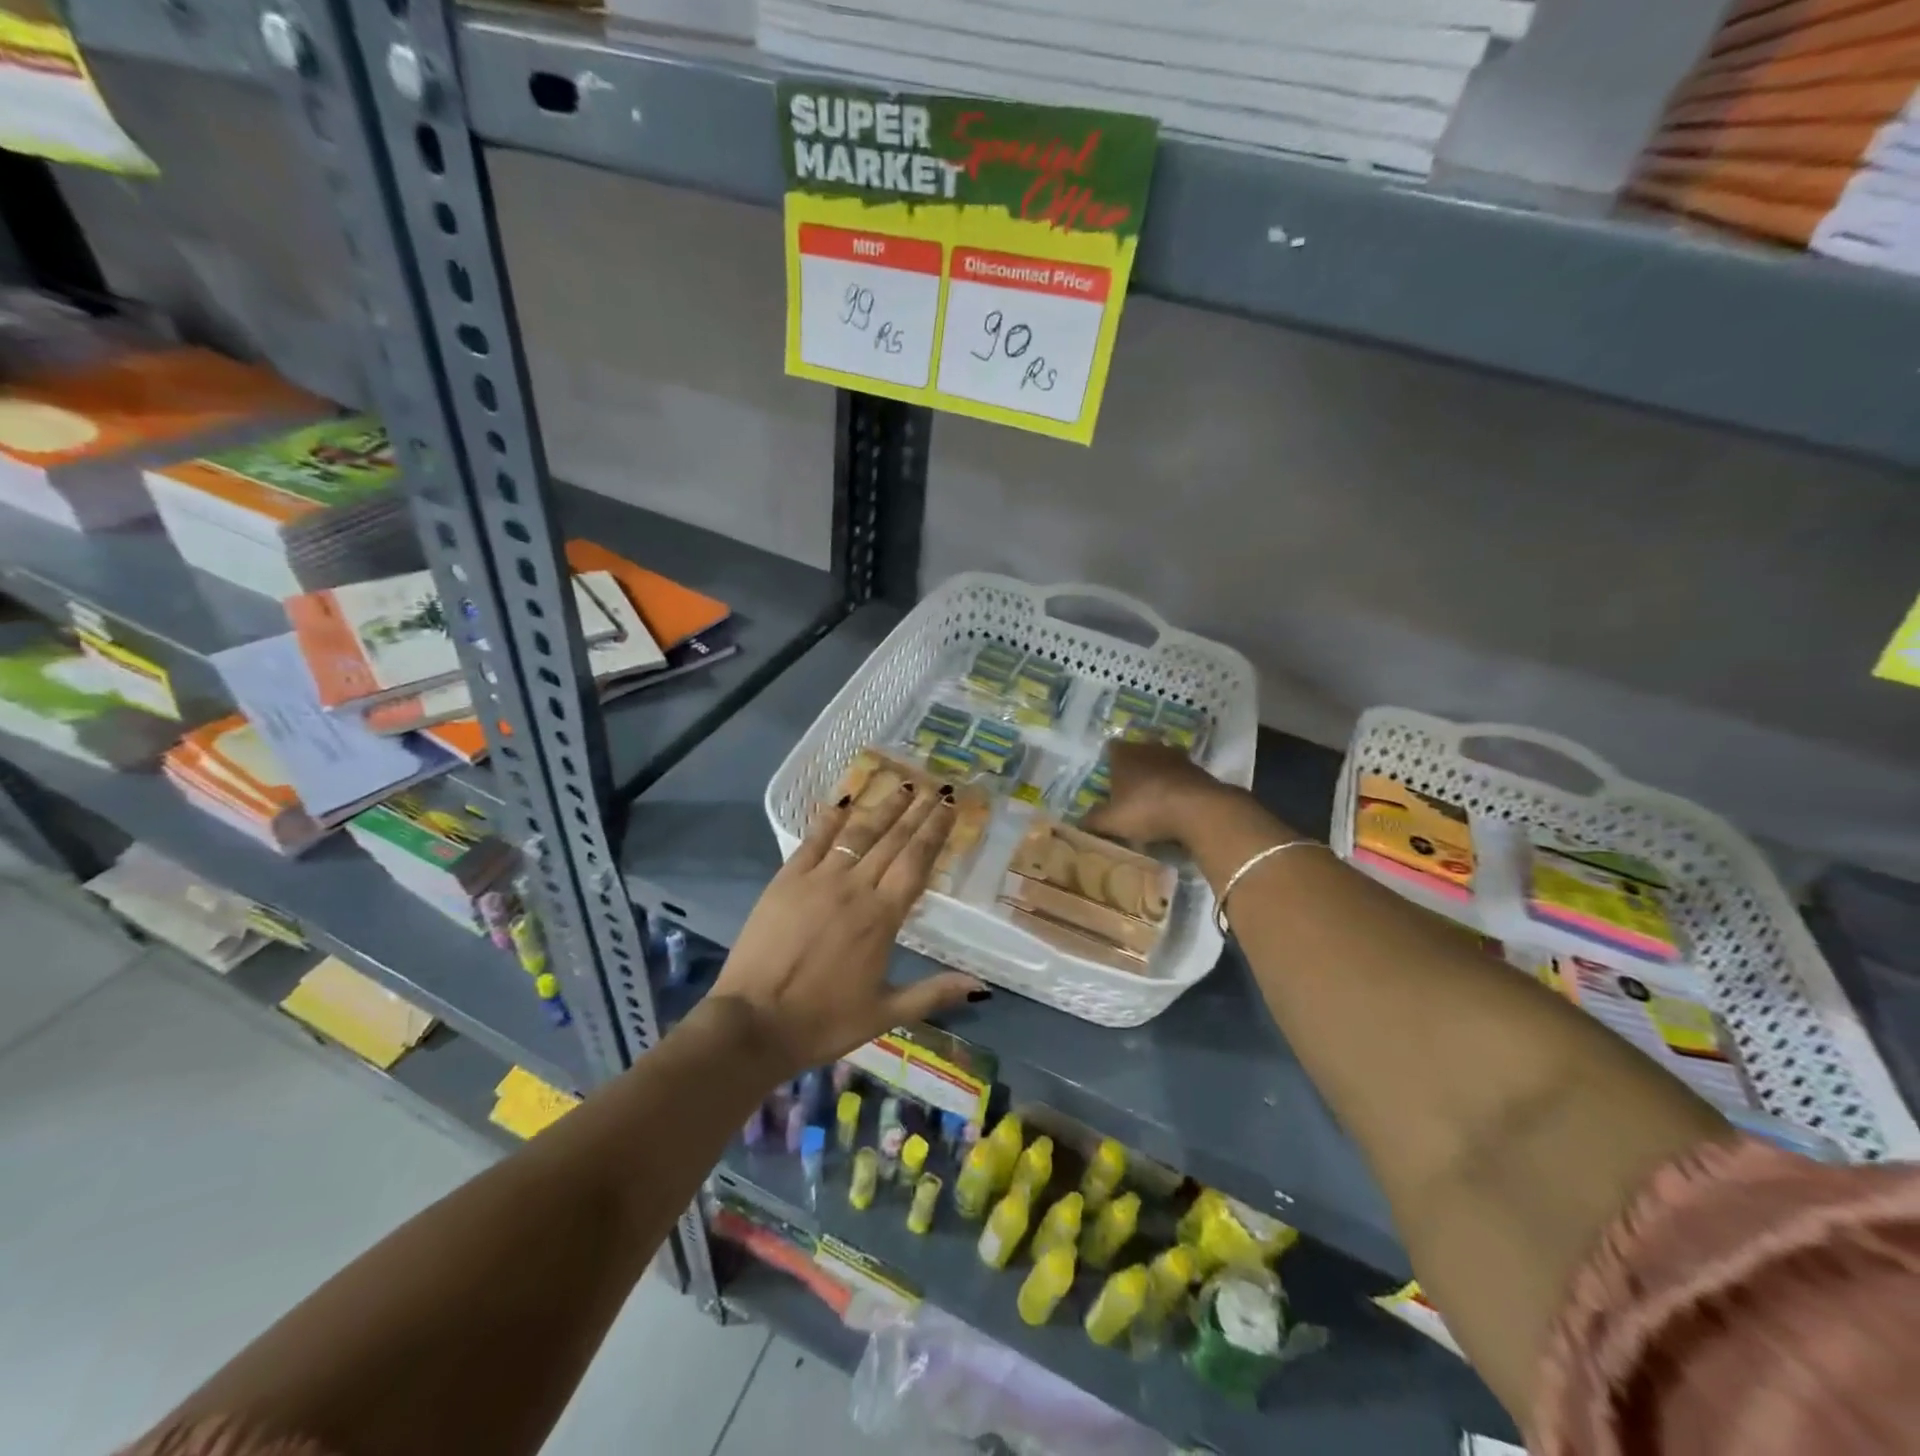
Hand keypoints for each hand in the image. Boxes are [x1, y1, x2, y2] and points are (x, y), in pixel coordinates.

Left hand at [707, 783, 985, 1079]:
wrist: (754, 1024)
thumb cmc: (823, 1022)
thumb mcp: (885, 1014)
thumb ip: (934, 993)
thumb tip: (982, 987)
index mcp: (882, 917)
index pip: (916, 862)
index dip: (935, 831)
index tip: (949, 806)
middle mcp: (855, 888)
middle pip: (892, 840)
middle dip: (916, 811)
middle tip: (934, 787)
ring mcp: (818, 880)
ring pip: (857, 833)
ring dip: (882, 808)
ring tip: (902, 786)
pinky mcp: (786, 880)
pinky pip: (813, 841)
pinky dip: (829, 819)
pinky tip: (842, 802)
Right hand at [1084, 739, 1239, 847]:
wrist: (1199, 810)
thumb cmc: (1146, 809)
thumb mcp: (1111, 821)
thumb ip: (1093, 820)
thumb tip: (1078, 822)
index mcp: (1124, 754)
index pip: (1111, 748)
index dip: (1109, 761)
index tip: (1108, 777)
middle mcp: (1149, 748)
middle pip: (1138, 752)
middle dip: (1134, 767)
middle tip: (1129, 789)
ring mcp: (1177, 757)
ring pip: (1161, 762)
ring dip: (1158, 775)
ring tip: (1153, 797)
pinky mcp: (1199, 771)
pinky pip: (1181, 776)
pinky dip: (1177, 787)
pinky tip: (1175, 805)